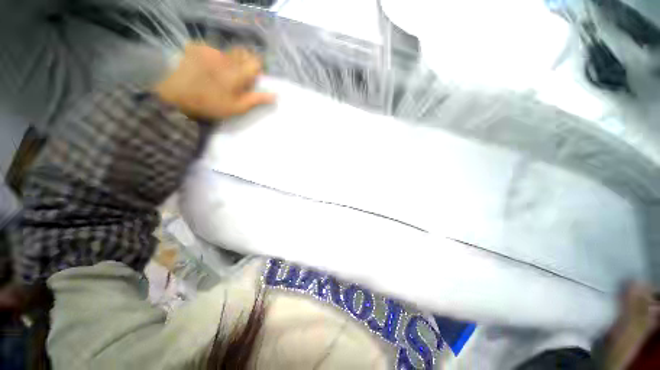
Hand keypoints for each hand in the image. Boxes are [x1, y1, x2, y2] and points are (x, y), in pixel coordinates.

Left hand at [154, 43, 274, 119]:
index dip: (257, 69)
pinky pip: (212, 50)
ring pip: (228, 52)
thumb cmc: (211, 104)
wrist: (176, 95)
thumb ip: (257, 99)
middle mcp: (227, 57)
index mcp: (239, 73)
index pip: (256, 62)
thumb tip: (276, 95)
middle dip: (245, 62)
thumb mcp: (238, 107)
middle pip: (244, 53)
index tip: (253, 78)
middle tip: (238, 76)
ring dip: (229, 61)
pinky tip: (205, 69)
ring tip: (219, 74)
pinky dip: (213, 58)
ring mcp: (211, 51)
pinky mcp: (197, 47)